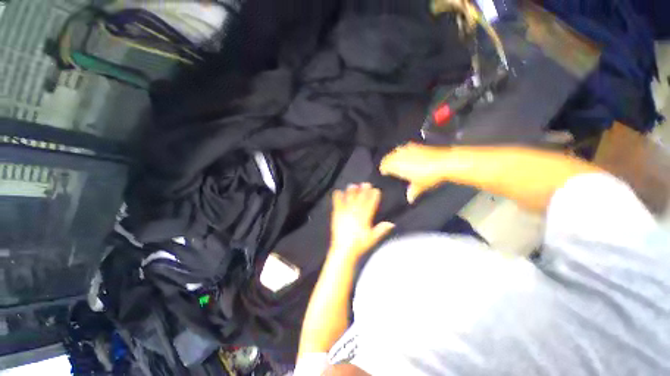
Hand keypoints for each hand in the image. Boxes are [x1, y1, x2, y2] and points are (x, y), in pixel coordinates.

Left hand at [329, 183, 394, 262]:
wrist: (344, 249)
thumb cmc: (360, 245)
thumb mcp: (372, 238)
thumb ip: (381, 230)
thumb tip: (391, 224)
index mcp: (365, 218)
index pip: (371, 204)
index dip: (374, 196)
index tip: (376, 190)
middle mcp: (355, 213)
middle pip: (360, 199)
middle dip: (364, 191)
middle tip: (366, 183)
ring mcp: (345, 213)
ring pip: (349, 199)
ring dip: (351, 192)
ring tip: (353, 185)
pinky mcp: (337, 215)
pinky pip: (337, 204)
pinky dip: (337, 198)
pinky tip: (338, 192)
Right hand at [380, 142, 452, 202]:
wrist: (444, 162)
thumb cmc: (428, 176)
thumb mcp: (419, 187)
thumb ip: (412, 192)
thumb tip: (409, 198)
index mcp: (396, 165)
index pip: (384, 166)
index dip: (383, 169)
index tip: (383, 172)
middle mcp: (399, 156)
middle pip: (387, 157)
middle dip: (386, 162)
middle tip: (387, 167)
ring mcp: (407, 149)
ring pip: (395, 151)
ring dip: (393, 155)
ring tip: (395, 160)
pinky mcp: (416, 145)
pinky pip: (404, 148)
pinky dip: (403, 152)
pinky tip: (406, 155)